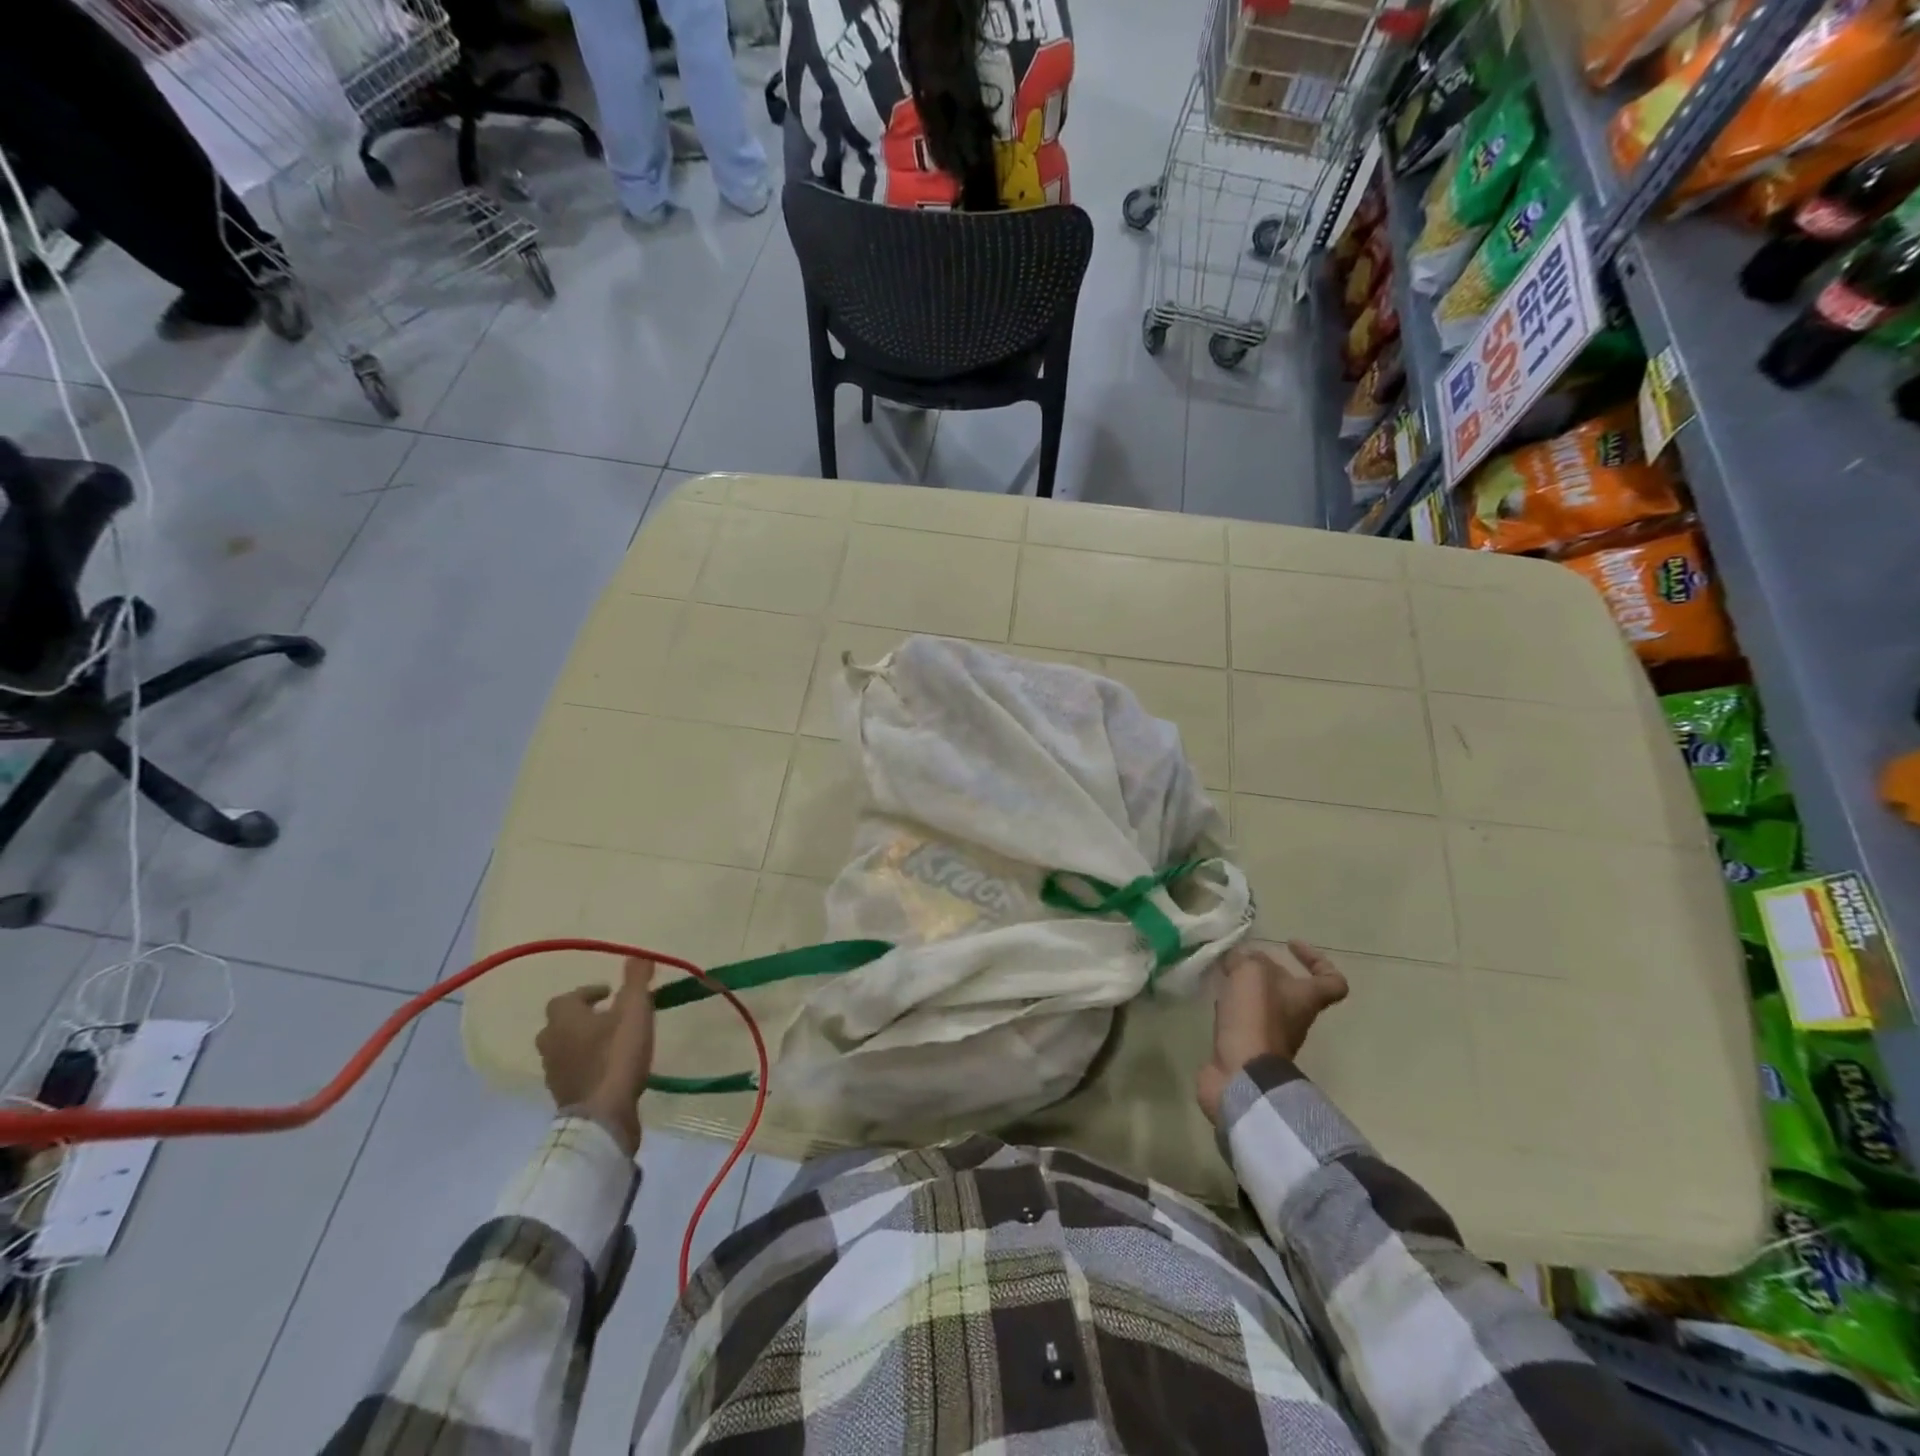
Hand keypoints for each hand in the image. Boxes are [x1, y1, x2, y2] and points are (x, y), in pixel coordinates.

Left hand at [536, 958, 655, 1156]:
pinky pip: (573, 1071)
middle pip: (561, 1024)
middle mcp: (550, 1043)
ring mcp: (554, 1073)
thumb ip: (636, 980)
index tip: (610, 993)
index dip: (587, 993)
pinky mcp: (564, 1096)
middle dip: (583, 1017)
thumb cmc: (616, 1055)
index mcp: (563, 1019)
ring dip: (584, 1042)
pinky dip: (588, 1065)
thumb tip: (638, 954)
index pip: (566, 998)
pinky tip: (610, 1067)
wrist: (602, 1116)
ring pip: (565, 1048)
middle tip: (610, 1015)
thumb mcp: (635, 1010)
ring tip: (613, 1041)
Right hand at [1195, 942, 1347, 1123]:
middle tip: (1241, 958)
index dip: (1317, 960)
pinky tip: (1215, 999)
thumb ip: (1246, 958)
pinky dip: (1230, 1007)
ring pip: (1262, 1003)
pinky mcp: (1247, 1047)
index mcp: (1306, 999)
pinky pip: (1242, 1020)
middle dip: (1266, 971)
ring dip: (1245, 988)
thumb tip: (1240, 958)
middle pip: (1290, 990)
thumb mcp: (1251, 973)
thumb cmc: (1255, 1018)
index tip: (1290, 945)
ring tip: (1223, 975)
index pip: (1332, 981)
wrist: (1241, 1073)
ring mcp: (1271, 1035)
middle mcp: (1294, 1017)